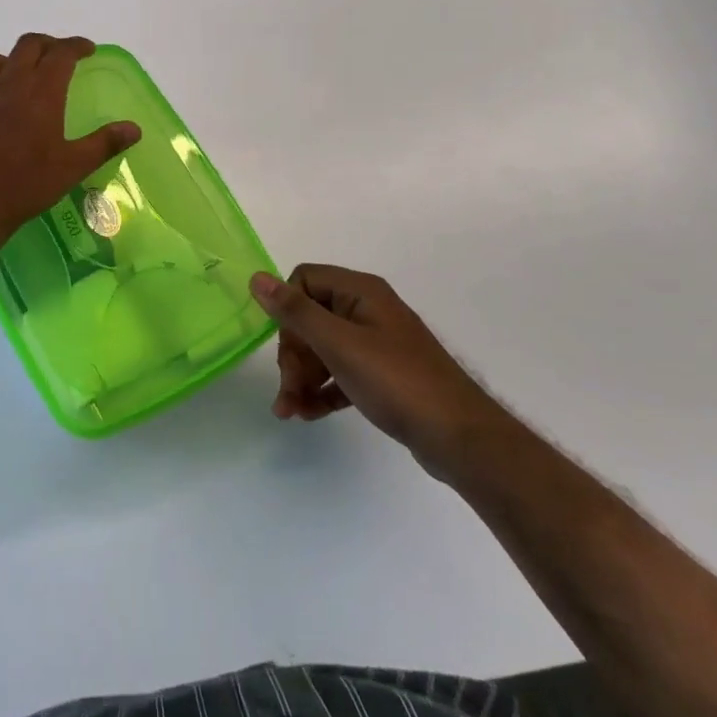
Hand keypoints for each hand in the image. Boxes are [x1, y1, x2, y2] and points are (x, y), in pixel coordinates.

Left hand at [0, 34, 140, 254]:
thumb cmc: (25, 184)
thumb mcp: (73, 167)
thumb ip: (104, 143)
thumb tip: (134, 128)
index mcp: (41, 91)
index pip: (62, 53)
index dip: (76, 46)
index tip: (87, 49)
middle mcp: (7, 82)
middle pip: (27, 46)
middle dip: (45, 45)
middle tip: (57, 56)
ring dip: (6, 61)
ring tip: (15, 75)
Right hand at [250, 264, 508, 478]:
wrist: (460, 438)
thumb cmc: (396, 382)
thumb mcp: (339, 344)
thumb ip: (295, 312)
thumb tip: (256, 277)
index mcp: (360, 292)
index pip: (305, 280)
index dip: (288, 309)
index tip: (286, 344)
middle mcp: (368, 310)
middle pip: (311, 318)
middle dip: (292, 354)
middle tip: (288, 389)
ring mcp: (377, 343)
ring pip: (323, 349)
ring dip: (302, 377)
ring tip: (290, 412)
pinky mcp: (383, 375)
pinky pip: (340, 372)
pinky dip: (322, 390)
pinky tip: (309, 414)